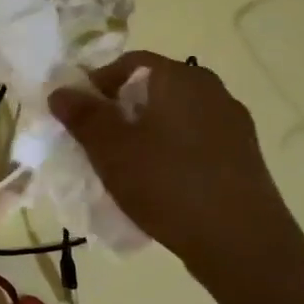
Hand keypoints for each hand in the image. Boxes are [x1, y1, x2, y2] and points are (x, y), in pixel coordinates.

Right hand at [50, 52, 301, 287]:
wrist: (240, 240)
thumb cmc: (166, 183)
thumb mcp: (110, 149)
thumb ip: (83, 115)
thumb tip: (61, 90)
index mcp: (179, 77)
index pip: (128, 63)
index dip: (95, 85)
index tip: (76, 117)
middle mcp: (211, 89)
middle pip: (152, 89)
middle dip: (118, 112)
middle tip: (95, 144)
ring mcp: (231, 123)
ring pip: (173, 117)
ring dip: (144, 134)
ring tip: (123, 168)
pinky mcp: (242, 155)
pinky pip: (193, 141)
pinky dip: (169, 153)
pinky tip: (158, 184)